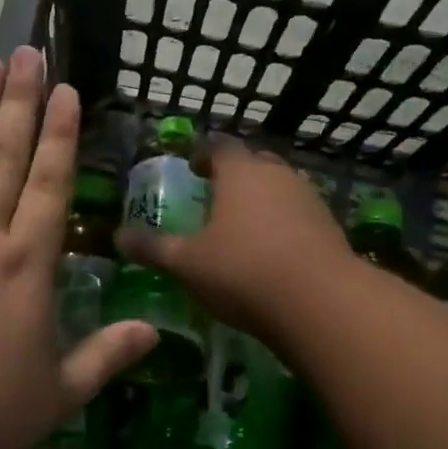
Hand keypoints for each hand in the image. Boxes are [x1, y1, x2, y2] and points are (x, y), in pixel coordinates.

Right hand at [117, 141, 350, 340]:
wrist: (320, 302)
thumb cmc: (242, 271)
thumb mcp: (187, 263)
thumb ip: (152, 248)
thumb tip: (118, 237)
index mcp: (240, 172)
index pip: (219, 146)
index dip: (202, 154)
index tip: (191, 168)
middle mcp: (277, 174)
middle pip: (253, 162)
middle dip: (234, 175)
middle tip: (214, 195)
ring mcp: (308, 198)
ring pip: (280, 187)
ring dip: (261, 199)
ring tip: (242, 226)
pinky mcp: (330, 225)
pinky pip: (299, 213)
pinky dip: (283, 223)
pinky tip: (273, 251)